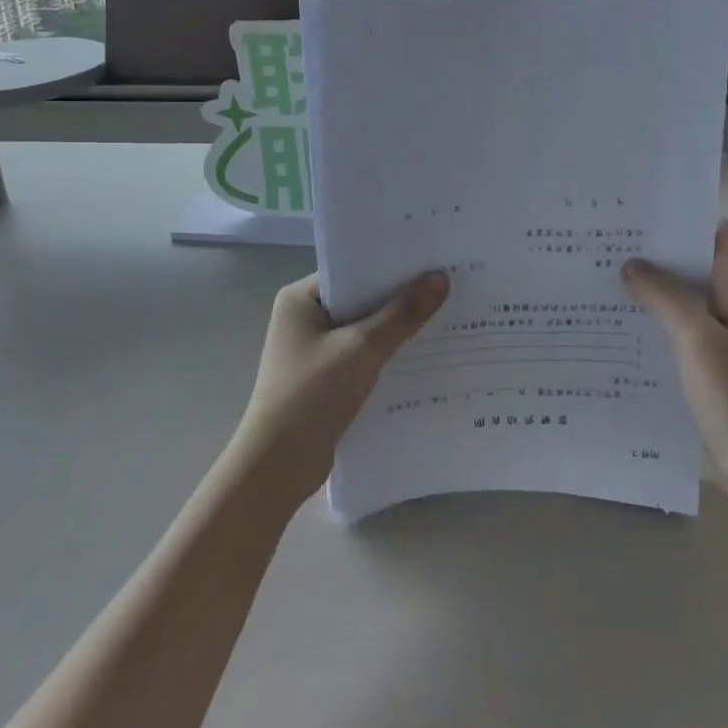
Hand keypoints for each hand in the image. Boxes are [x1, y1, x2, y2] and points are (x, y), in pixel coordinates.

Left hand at [232, 271, 449, 505]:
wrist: (278, 467)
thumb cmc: (312, 395)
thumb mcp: (361, 349)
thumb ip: (402, 314)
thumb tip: (440, 277)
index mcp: (300, 298)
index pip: (353, 269)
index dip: (392, 266)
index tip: (433, 260)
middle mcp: (305, 317)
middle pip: (362, 298)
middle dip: (401, 297)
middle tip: (449, 286)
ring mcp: (315, 349)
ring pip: (366, 329)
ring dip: (398, 328)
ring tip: (447, 317)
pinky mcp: (326, 378)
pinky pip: (364, 355)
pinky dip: (389, 354)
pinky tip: (425, 355)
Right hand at [623, 221, 727, 502]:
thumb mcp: (697, 339)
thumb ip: (664, 297)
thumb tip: (631, 264)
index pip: (713, 233)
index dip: (680, 217)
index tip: (636, 211)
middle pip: (693, 262)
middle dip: (655, 251)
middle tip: (606, 240)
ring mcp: (723, 334)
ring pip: (683, 296)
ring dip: (651, 286)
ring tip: (602, 274)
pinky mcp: (711, 361)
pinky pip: (678, 326)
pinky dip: (653, 318)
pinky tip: (618, 321)